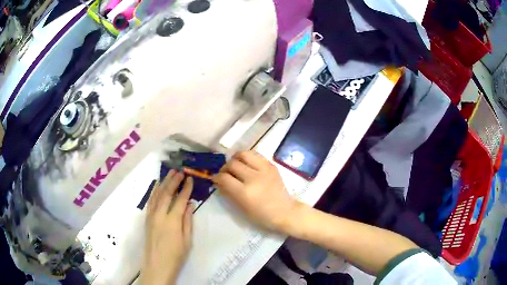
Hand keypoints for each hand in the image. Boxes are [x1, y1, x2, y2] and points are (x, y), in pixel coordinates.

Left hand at [141, 170, 193, 284]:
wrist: (157, 265)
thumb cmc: (176, 255)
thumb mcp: (187, 240)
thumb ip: (187, 221)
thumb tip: (190, 204)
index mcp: (172, 221)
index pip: (180, 200)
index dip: (185, 188)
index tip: (190, 178)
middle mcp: (160, 215)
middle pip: (166, 193)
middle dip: (173, 181)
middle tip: (180, 171)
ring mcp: (151, 216)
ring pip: (157, 195)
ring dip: (163, 183)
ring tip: (170, 173)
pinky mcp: (147, 219)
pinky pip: (150, 201)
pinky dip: (154, 191)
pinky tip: (157, 186)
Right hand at [212, 151, 299, 231]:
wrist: (285, 211)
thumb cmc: (262, 215)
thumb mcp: (242, 208)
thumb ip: (229, 193)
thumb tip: (219, 182)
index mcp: (245, 192)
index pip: (224, 178)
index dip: (216, 177)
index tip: (215, 179)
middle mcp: (253, 178)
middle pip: (232, 164)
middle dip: (225, 168)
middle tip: (225, 173)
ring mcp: (264, 170)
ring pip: (244, 154)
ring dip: (235, 158)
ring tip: (235, 164)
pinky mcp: (271, 166)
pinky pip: (256, 155)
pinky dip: (248, 158)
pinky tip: (247, 164)